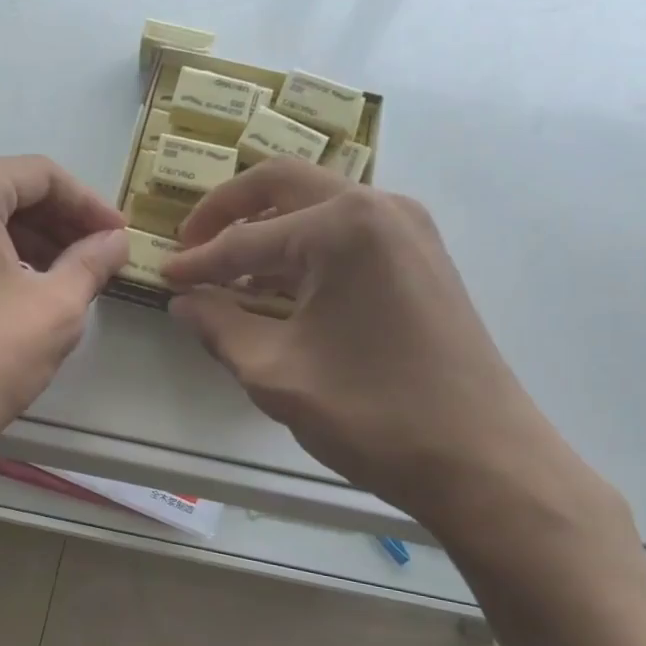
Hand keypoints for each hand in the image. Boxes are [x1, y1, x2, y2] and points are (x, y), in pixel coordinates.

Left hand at [0, 155, 127, 474]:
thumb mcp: (53, 312)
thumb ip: (92, 264)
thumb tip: (115, 241)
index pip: (43, 175)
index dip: (91, 206)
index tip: (120, 239)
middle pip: (6, 190)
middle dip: (59, 224)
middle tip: (98, 261)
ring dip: (27, 241)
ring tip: (66, 280)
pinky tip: (17, 292)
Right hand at [162, 160, 609, 541]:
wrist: (483, 459)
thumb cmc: (374, 414)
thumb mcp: (277, 372)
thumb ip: (219, 327)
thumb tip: (184, 301)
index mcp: (343, 225)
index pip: (246, 238)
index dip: (198, 262)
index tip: (162, 276)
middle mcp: (379, 207)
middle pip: (284, 186)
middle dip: (229, 212)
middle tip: (191, 243)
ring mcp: (409, 229)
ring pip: (319, 207)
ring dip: (269, 231)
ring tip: (230, 274)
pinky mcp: (423, 258)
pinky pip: (349, 235)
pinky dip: (307, 251)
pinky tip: (282, 288)